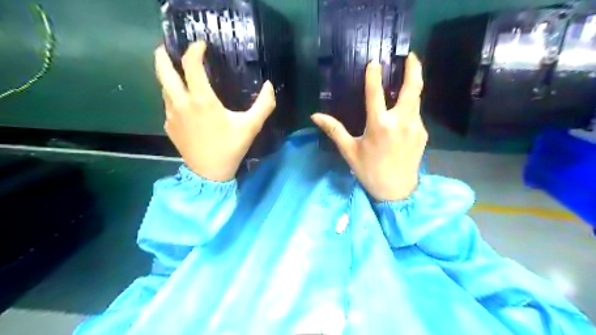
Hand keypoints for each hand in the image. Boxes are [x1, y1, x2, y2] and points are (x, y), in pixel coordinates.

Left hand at [153, 42, 274, 182]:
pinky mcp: (169, 126)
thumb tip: (269, 86)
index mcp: (201, 100)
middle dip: (163, 54)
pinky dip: (173, 96)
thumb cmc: (231, 148)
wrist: (209, 173)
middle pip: (163, 70)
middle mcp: (181, 103)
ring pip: (164, 87)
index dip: (194, 50)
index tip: (201, 45)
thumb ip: (264, 105)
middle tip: (168, 48)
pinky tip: (184, 102)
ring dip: (168, 76)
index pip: (191, 65)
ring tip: (179, 73)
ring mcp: (171, 115)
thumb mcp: (251, 126)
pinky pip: (168, 104)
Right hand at [312, 54, 428, 201]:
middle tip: (410, 55)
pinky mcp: (423, 134)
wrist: (397, 192)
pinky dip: (411, 106)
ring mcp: (415, 127)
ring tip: (409, 75)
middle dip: (413, 69)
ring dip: (413, 86)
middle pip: (412, 88)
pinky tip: (404, 109)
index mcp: (379, 125)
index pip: (375, 94)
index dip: (374, 76)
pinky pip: (416, 114)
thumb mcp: (349, 151)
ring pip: (417, 99)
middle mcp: (400, 122)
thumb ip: (334, 130)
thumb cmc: (369, 171)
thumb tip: (315, 116)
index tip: (374, 61)